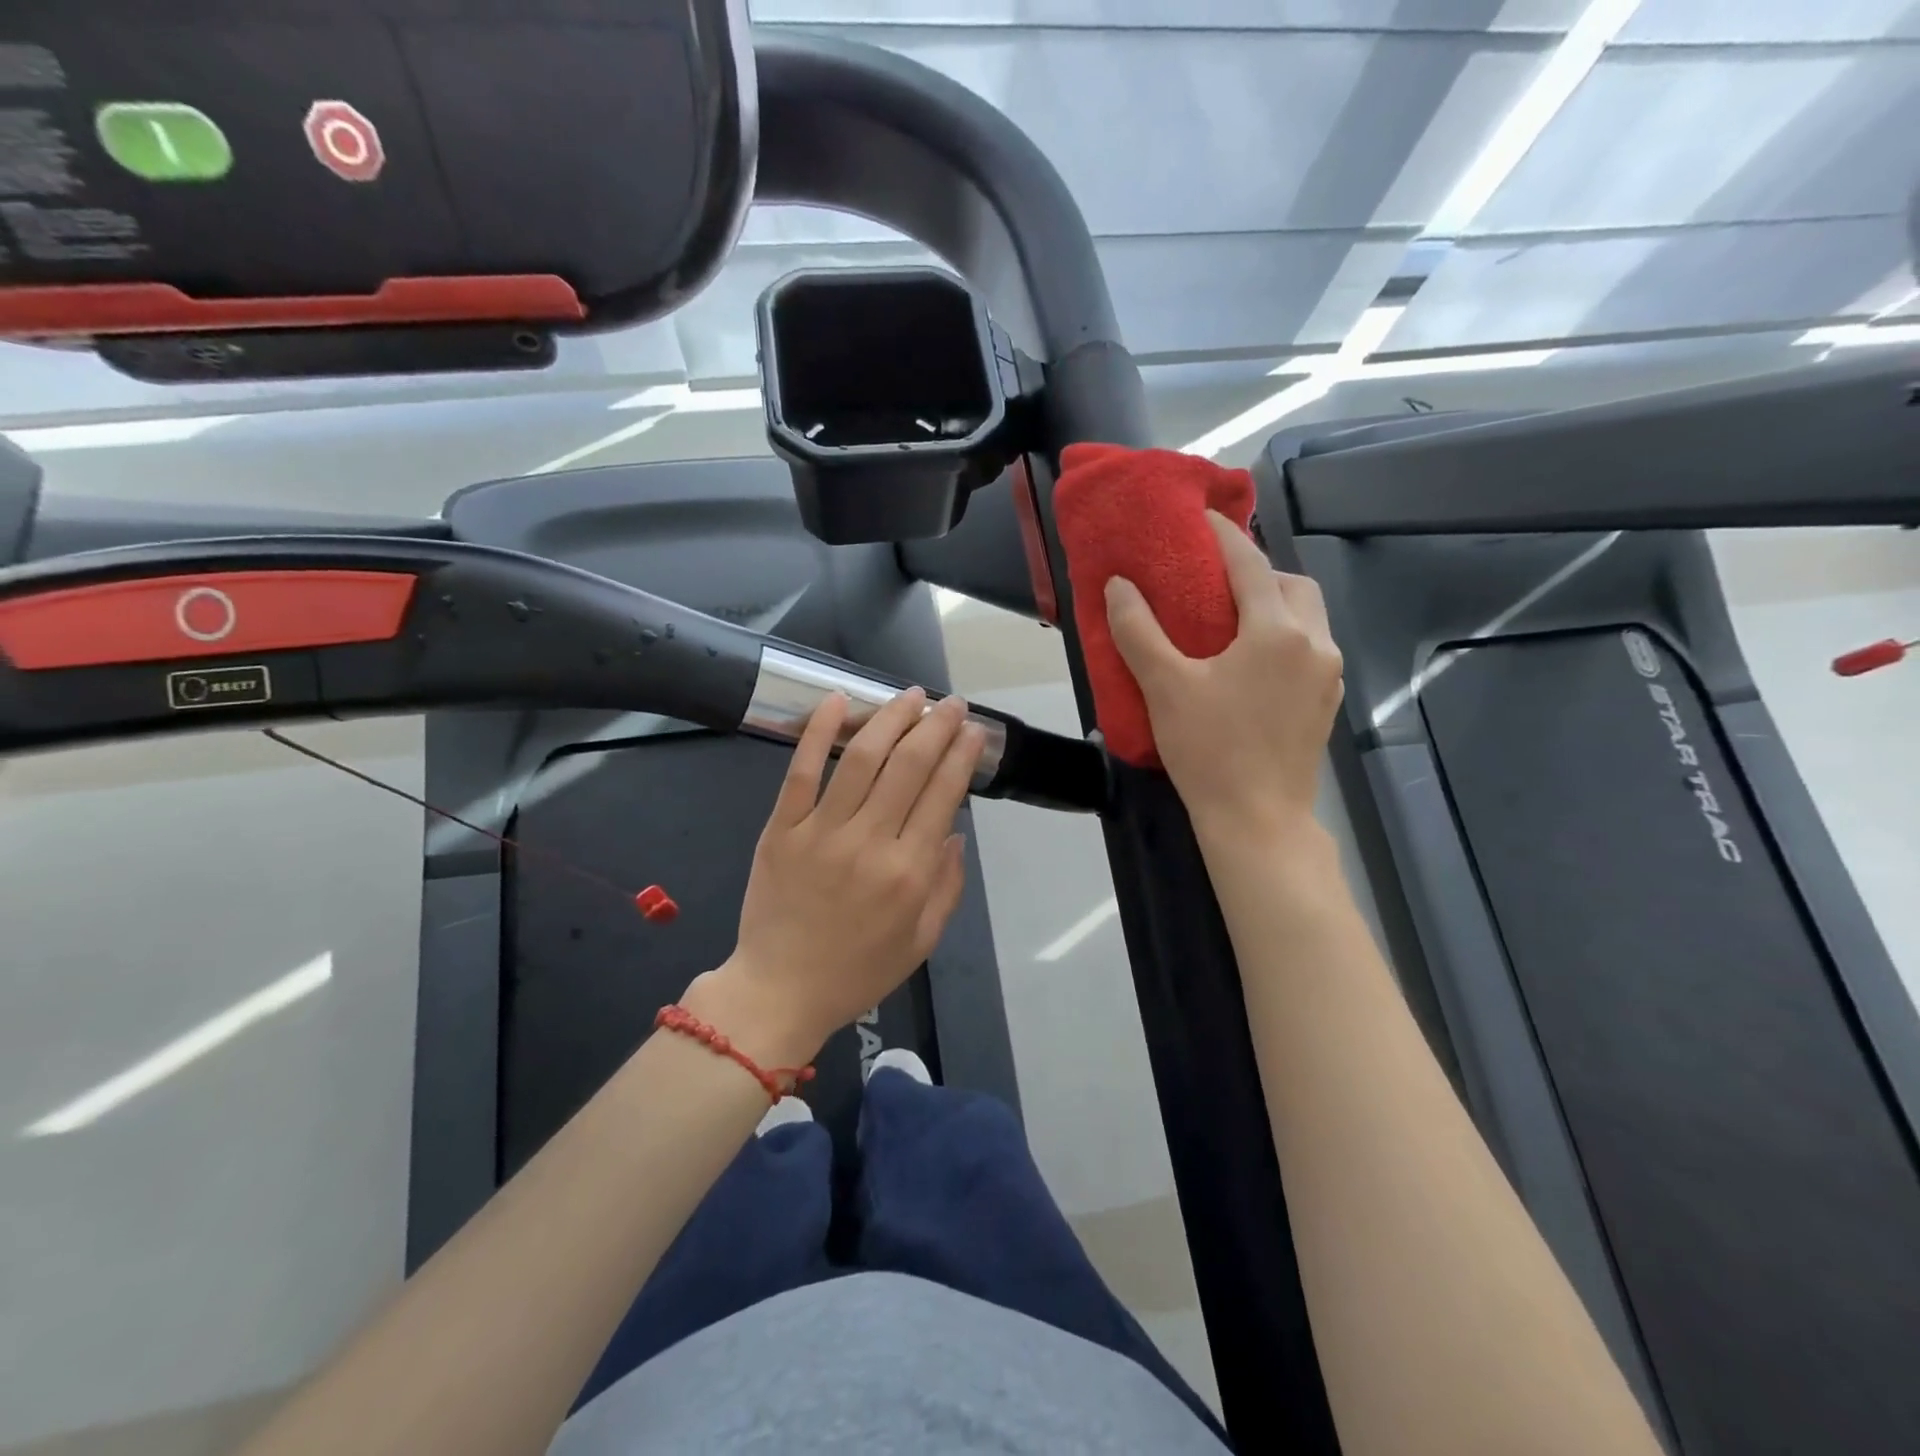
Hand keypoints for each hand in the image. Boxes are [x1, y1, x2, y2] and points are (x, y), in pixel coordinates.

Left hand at [687, 688, 986, 1066]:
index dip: (961, 755)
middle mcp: (870, 843)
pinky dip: (819, 732)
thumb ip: (947, 887)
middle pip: (909, 766)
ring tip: (909, 695)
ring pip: (861, 759)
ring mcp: (821, 832)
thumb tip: (956, 833)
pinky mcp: (781, 829)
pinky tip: (839, 700)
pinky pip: (801, 771)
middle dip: (936, 726)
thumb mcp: (922, 942)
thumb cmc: (857, 971)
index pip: (943, 795)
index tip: (973, 730)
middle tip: (950, 703)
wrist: (779, 992)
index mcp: (909, 873)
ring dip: (890, 719)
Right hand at [1105, 511, 1343, 848]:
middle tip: (1218, 581)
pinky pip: (1311, 647)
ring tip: (1234, 619)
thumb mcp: (1165, 687)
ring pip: (1308, 616)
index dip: (1224, 535)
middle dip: (1260, 571)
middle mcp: (1314, 643)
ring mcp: (1328, 675)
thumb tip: (1118, 585)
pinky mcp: (1328, 702)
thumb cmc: (1209, 750)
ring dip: (1276, 603)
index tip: (1201, 519)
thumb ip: (1138, 630)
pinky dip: (1286, 635)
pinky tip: (1253, 661)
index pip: (1250, 564)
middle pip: (1293, 584)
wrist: (1257, 821)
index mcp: (1277, 631)